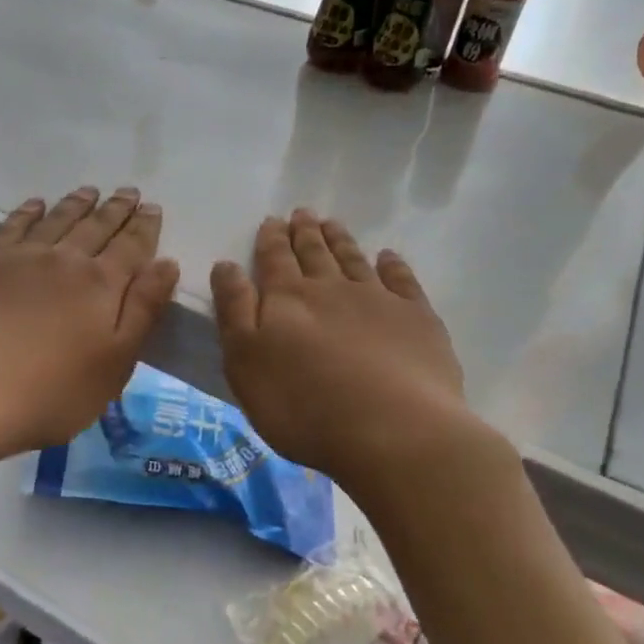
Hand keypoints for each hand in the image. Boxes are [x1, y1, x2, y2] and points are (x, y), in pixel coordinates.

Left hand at [0, 186, 179, 456]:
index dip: (145, 227)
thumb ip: (144, 310)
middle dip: (116, 209)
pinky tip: (37, 204)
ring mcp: (24, 257)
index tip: (152, 208)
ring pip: (59, 219)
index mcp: (103, 284)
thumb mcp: (116, 362)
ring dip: (78, 203)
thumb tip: (166, 263)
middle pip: (97, 226)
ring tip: (91, 191)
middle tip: (129, 192)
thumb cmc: (55, 390)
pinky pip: (15, 225)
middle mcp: (67, 259)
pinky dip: (30, 211)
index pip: (131, 246)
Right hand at [212, 209, 486, 494]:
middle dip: (305, 233)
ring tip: (332, 223)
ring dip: (341, 240)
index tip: (272, 220)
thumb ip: (234, 311)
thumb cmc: (302, 406)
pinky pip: (402, 280)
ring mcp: (378, 300)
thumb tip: (226, 265)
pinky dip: (393, 265)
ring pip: (354, 260)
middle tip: (302, 213)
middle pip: (315, 254)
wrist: (391, 431)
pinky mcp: (417, 319)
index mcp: (286, 300)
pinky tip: (388, 257)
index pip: (274, 260)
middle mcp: (331, 289)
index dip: (271, 239)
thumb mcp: (245, 363)